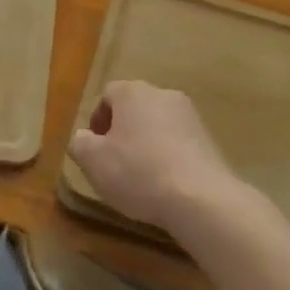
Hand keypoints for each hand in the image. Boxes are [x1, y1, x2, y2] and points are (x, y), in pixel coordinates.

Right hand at [68, 80, 240, 231]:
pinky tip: (166, 184)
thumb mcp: (94, 162)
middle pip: (135, 107)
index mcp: (132, 92)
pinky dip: (169, 156)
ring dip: (147, 143)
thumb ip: (80, 144)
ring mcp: (189, 115)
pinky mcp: (208, 138)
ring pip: (158, 124)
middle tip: (115, 162)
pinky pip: (179, 142)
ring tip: (142, 177)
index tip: (95, 149)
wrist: (200, 197)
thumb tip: (82, 137)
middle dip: (123, 131)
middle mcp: (162, 94)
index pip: (108, 95)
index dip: (98, 120)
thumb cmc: (139, 172)